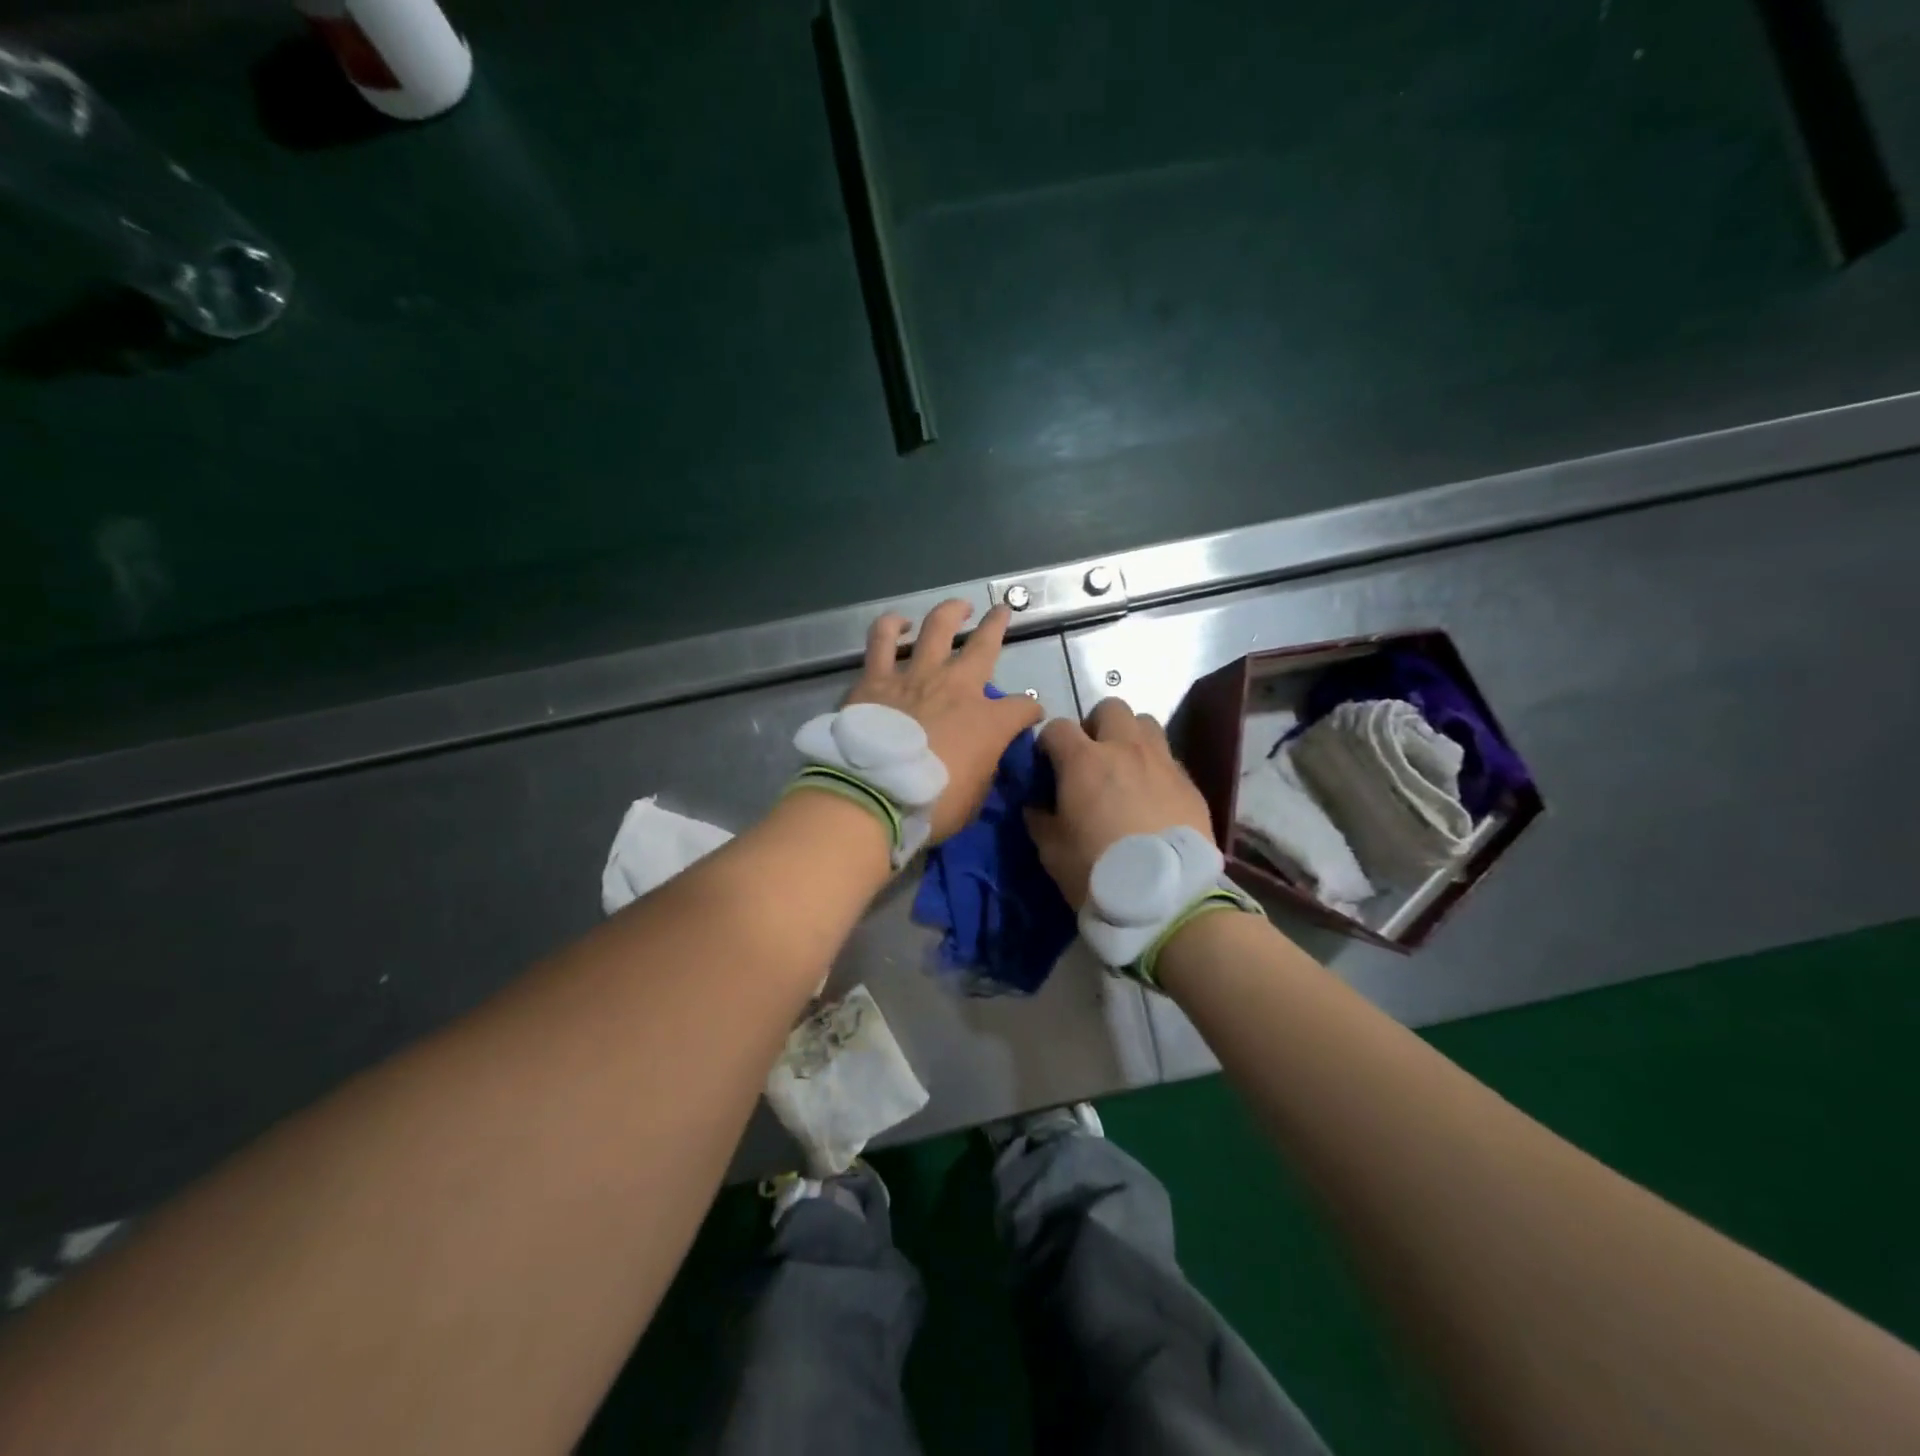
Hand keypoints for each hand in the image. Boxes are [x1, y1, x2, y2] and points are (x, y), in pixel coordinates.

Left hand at [846, 600, 1042, 842]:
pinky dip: (889, 628)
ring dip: (950, 613)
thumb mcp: (974, 797)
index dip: (1030, 710)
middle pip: (985, 645)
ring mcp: (915, 676)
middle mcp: (957, 687)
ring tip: (958, 606)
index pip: (1023, 707)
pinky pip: (881, 641)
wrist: (873, 796)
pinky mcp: (876, 678)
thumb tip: (983, 757)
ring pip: (937, 628)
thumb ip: (983, 768)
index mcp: (988, 721)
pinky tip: (897, 624)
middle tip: (1002, 612)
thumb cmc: (930, 805)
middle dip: (998, 626)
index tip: (1029, 715)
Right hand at [1025, 697, 1214, 906]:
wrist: (1165, 898)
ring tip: (1125, 769)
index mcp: (1084, 760)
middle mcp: (1125, 749)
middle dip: (1095, 726)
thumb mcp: (1051, 850)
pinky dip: (1155, 768)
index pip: (1057, 727)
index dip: (1048, 743)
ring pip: (1146, 724)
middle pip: (1110, 708)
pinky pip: (1168, 759)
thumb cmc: (1097, 871)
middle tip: (1090, 758)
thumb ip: (1039, 818)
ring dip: (1130, 738)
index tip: (1047, 765)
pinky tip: (1151, 798)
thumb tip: (1036, 804)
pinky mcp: (1189, 783)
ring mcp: (1162, 762)